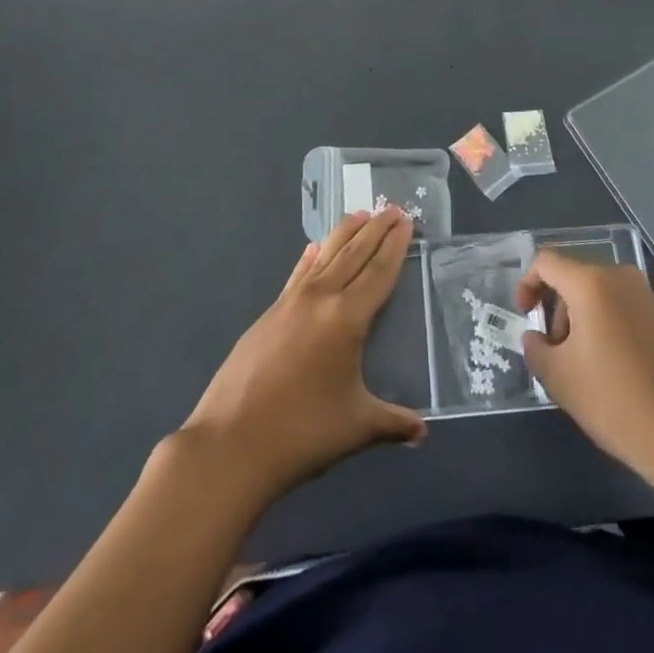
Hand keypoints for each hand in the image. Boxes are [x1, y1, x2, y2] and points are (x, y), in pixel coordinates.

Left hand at [181, 206, 424, 501]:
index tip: (407, 220)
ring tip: (361, 214)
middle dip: (375, 229)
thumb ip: (393, 423)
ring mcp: (290, 302)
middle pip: (353, 253)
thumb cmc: (302, 433)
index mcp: (347, 318)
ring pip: (324, 255)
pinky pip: (298, 274)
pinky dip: (311, 257)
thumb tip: (422, 432)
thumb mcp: (356, 427)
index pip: (378, 271)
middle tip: (394, 208)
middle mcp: (320, 298)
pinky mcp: (268, 314)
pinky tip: (313, 249)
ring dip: (345, 233)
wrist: (231, 444)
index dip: (395, 245)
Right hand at [516, 250, 653, 483]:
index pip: (546, 262)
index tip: (525, 317)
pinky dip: (605, 328)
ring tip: (582, 369)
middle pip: (574, 279)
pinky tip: (610, 372)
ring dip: (580, 322)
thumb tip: (535, 338)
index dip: (527, 284)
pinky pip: (622, 310)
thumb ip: (536, 349)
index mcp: (592, 283)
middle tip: (554, 354)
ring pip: (598, 295)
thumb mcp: (560, 378)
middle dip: (556, 311)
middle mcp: (621, 279)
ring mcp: (647, 298)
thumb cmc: (616, 401)